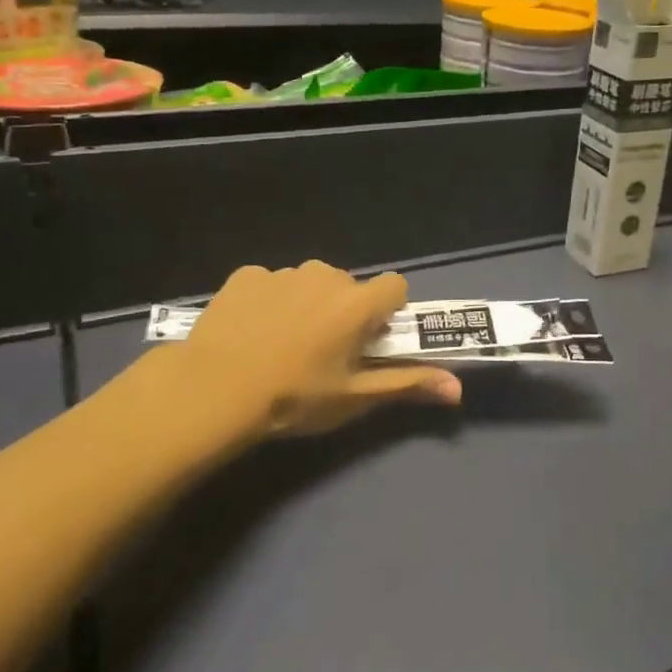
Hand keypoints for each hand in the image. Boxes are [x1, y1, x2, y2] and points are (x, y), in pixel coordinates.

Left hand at [175, 261, 461, 437]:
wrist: (213, 390)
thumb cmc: (294, 398)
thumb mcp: (354, 398)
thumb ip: (407, 384)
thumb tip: (457, 388)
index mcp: (357, 303)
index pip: (395, 286)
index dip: (388, 311)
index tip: (370, 340)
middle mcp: (325, 276)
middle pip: (350, 286)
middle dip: (345, 311)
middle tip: (324, 352)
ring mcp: (282, 273)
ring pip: (310, 283)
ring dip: (308, 305)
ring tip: (282, 344)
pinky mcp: (246, 275)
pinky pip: (271, 284)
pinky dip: (269, 302)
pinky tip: (251, 333)